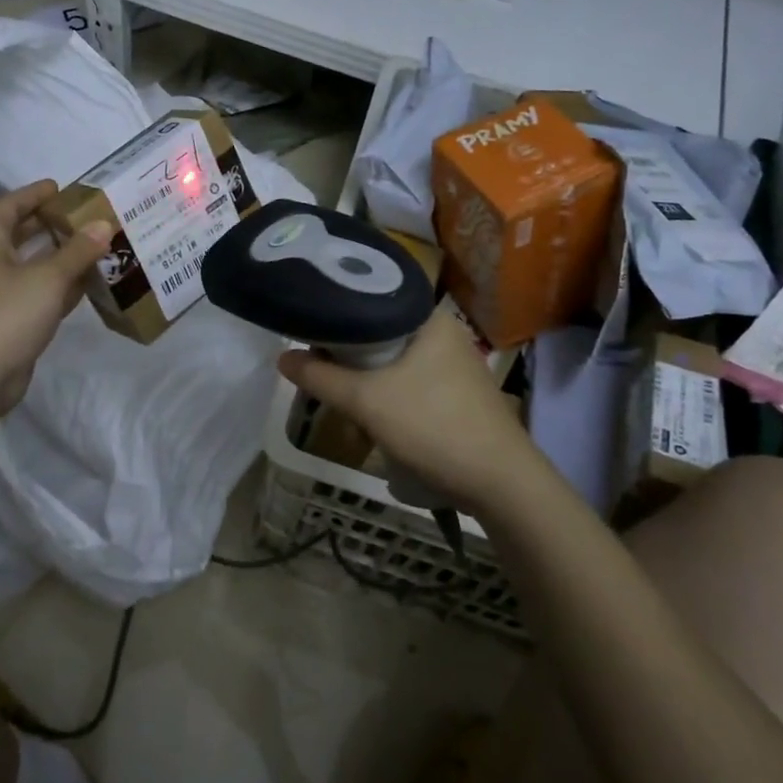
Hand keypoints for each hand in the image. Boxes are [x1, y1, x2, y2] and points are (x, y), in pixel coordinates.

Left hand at [0, 181, 110, 415]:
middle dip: (48, 224)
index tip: (59, 188)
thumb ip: (78, 250)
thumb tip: (104, 224)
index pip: (8, 207)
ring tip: (94, 245)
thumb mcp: (49, 277)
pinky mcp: (11, 320)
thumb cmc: (7, 314)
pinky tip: (88, 283)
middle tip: (82, 215)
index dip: (32, 194)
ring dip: (60, 255)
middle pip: (19, 235)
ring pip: (32, 265)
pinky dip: (61, 285)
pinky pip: (39, 292)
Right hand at [276, 308, 545, 512]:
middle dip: (349, 355)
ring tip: (343, 397)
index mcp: (428, 317)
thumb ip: (320, 376)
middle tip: (321, 371)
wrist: (501, 483)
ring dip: (367, 379)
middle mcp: (445, 332)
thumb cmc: (432, 426)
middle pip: (379, 332)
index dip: (335, 316)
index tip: (308, 334)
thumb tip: (281, 357)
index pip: (370, 300)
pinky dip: (389, 393)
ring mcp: (456, 363)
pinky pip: (411, 380)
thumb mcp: (366, 401)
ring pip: (394, 360)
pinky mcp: (459, 392)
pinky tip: (376, 416)